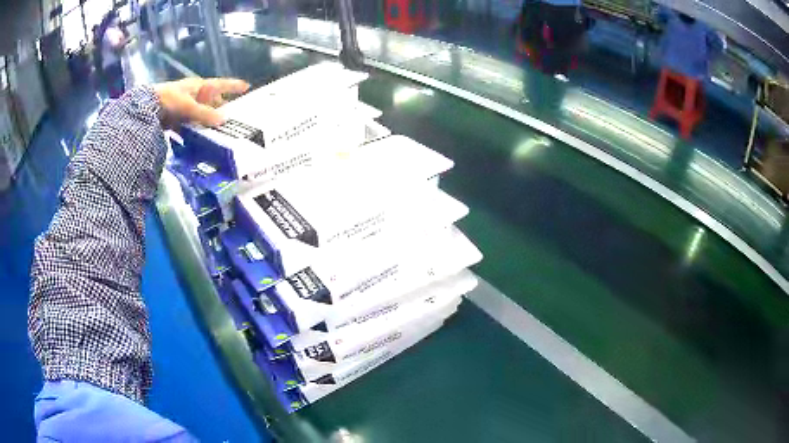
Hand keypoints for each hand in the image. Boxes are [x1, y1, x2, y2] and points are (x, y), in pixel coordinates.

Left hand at [154, 77, 249, 127]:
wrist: (146, 108)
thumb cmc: (169, 99)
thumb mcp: (189, 106)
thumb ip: (205, 114)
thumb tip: (224, 120)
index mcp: (200, 87)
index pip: (221, 84)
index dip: (233, 85)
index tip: (247, 86)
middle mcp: (194, 95)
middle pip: (212, 102)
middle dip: (222, 109)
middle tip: (233, 118)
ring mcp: (185, 107)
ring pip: (202, 115)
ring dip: (208, 123)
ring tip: (219, 134)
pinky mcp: (177, 119)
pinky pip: (190, 126)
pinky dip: (195, 132)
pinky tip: (200, 141)